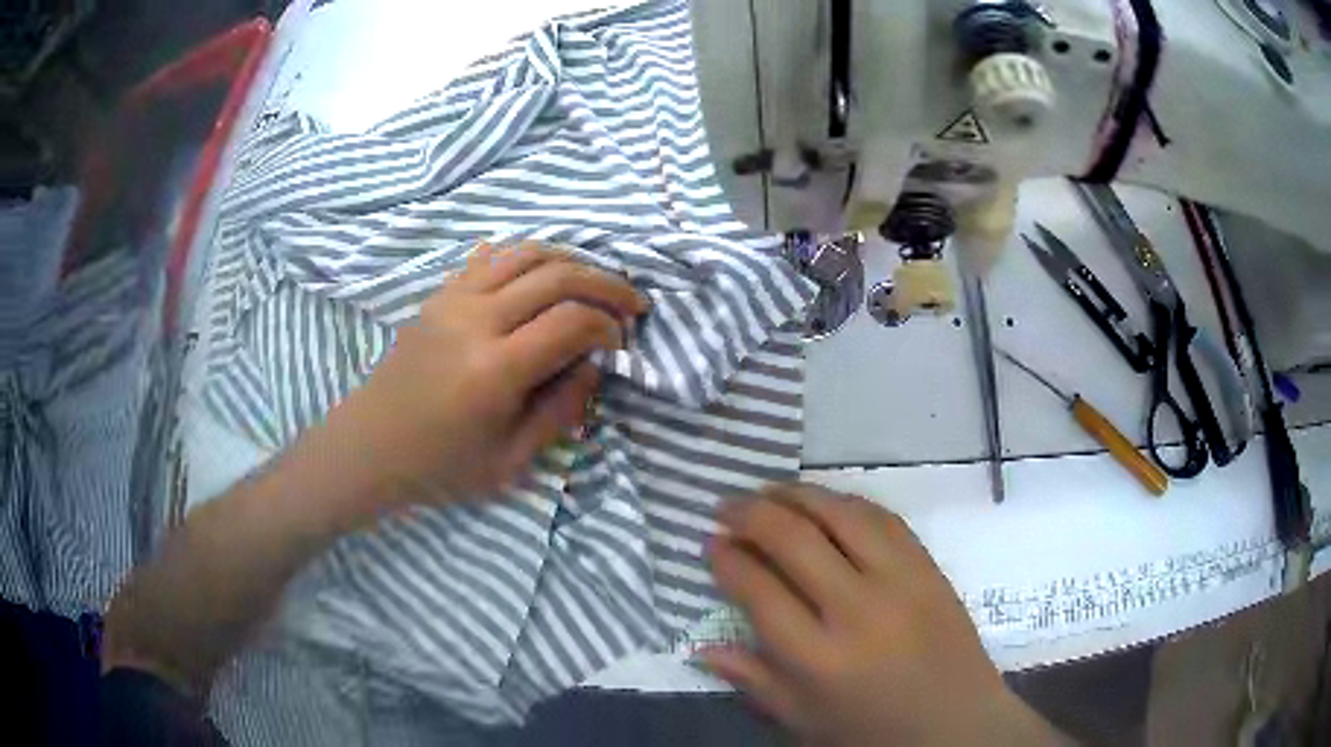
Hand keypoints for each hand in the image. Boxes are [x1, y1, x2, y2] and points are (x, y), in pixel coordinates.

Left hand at [330, 243, 647, 504]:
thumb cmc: (439, 467)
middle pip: (556, 275)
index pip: (571, 321)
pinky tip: (545, 274)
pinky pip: (491, 257)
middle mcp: (475, 321)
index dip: (608, 326)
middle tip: (631, 302)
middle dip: (605, 283)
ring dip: (571, 260)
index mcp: (494, 370)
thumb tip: (592, 365)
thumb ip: (559, 411)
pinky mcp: (438, 294)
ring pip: (526, 253)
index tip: (619, 343)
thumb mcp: (510, 462)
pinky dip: (528, 256)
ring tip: (595, 282)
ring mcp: (452, 300)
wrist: (369, 447)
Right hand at [705, 484, 1063, 746]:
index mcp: (818, 659)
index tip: (710, 544)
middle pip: (794, 540)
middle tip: (725, 507)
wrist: (956, 723)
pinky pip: (883, 518)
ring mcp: (900, 581)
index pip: (759, 590)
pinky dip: (846, 502)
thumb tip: (701, 647)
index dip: (727, 560)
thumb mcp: (802, 719)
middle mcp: (858, 610)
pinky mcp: (929, 567)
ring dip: (797, 494)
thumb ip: (752, 680)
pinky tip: (825, 501)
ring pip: (841, 515)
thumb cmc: (871, 732)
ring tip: (768, 491)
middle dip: (750, 514)